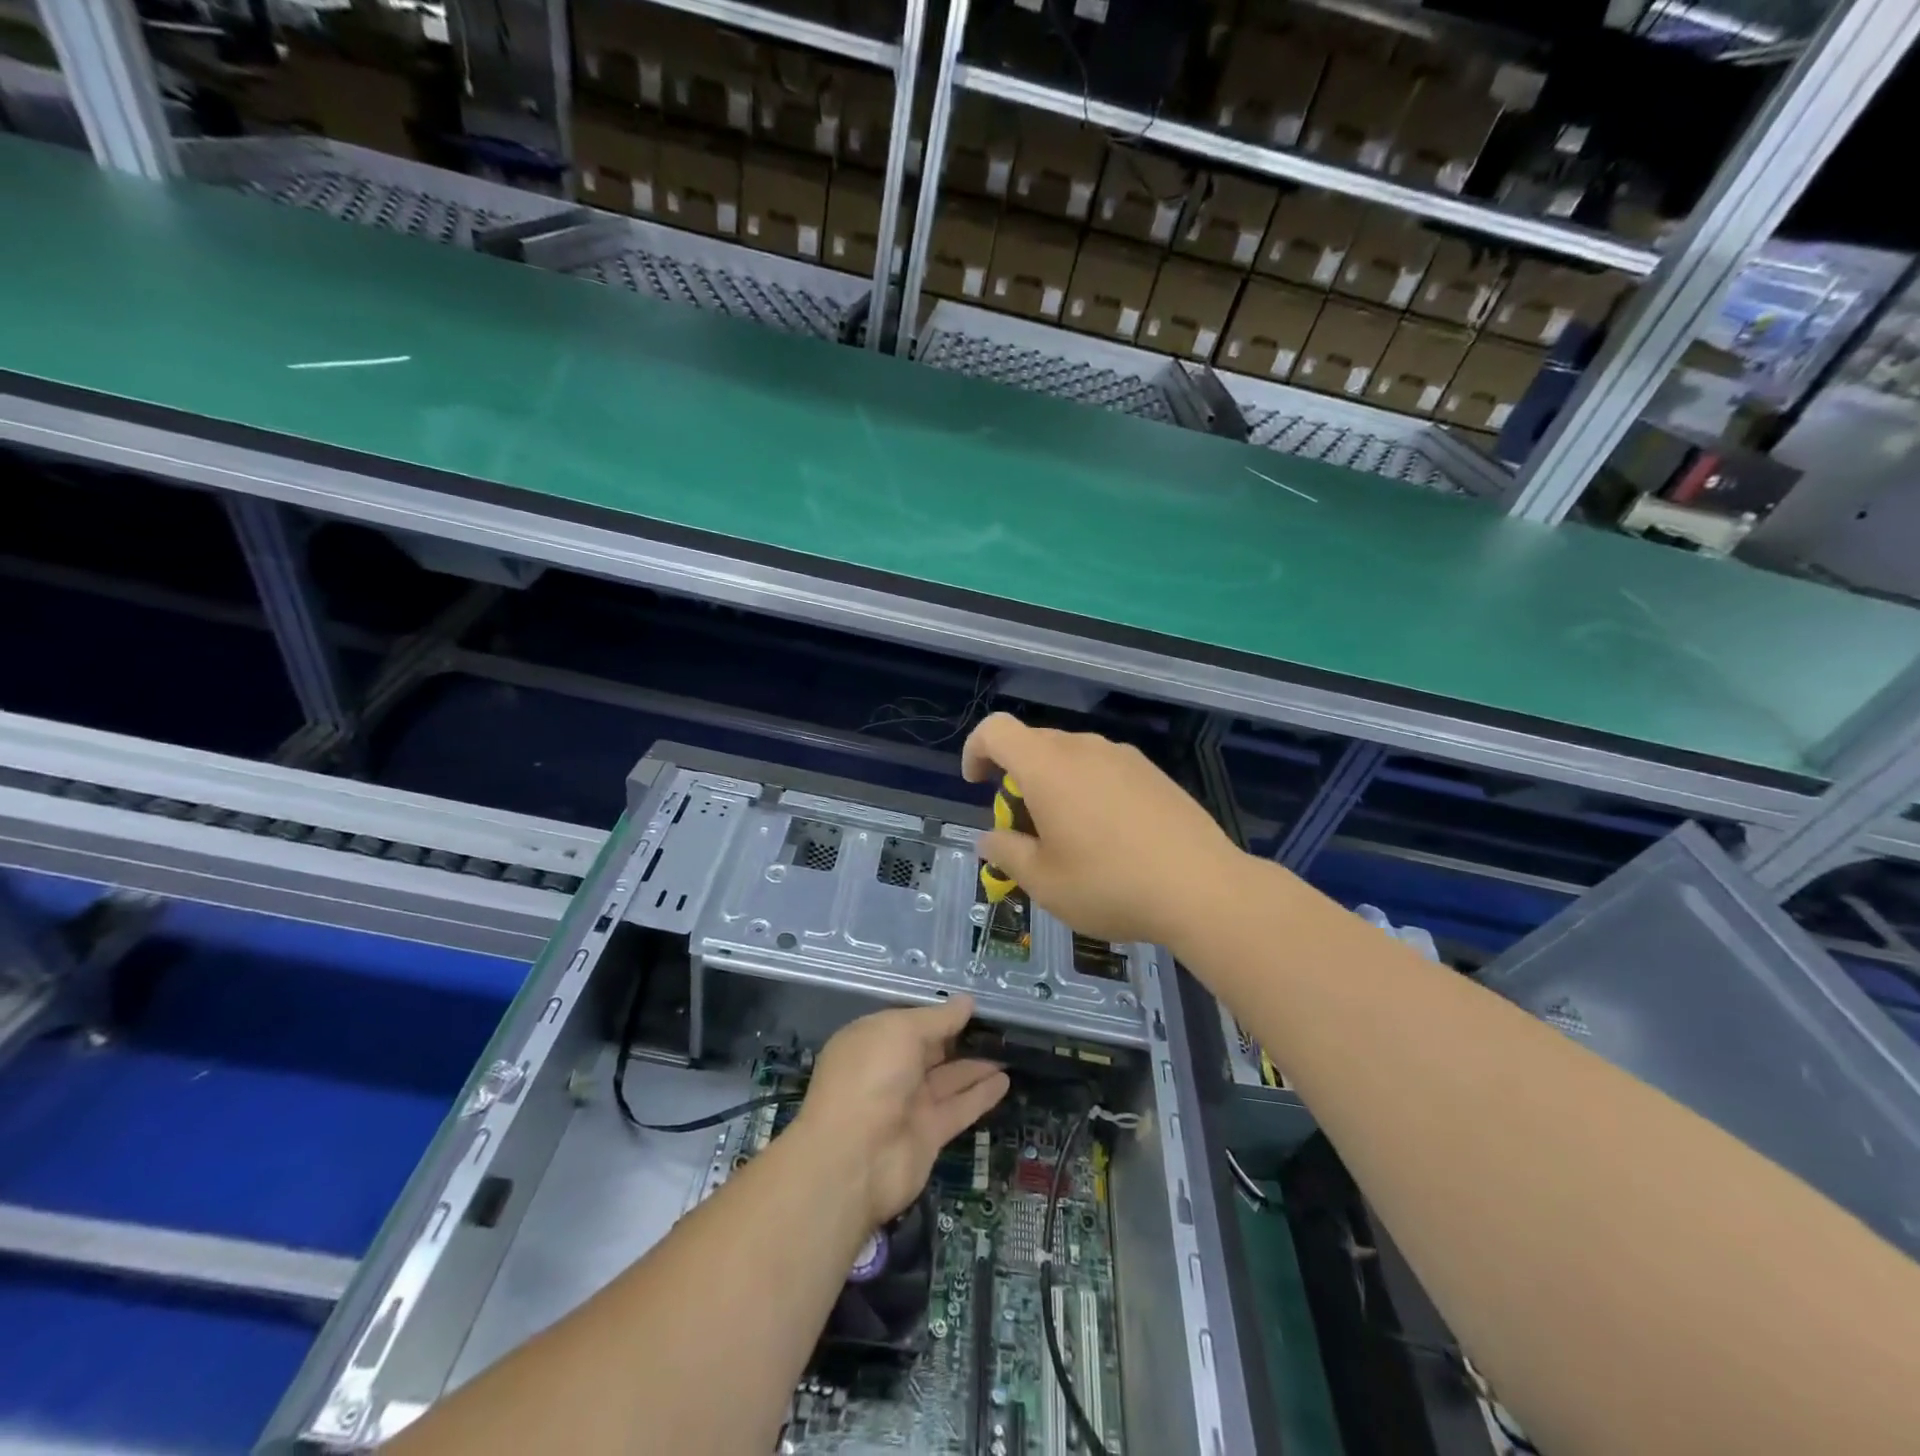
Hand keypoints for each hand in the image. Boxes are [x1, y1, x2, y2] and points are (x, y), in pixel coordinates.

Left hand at [794, 995, 1008, 1225]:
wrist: (854, 1160)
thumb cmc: (871, 1077)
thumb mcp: (902, 1032)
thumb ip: (938, 1018)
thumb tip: (966, 1002)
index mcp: (872, 1040)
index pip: (910, 1022)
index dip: (940, 1013)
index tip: (973, 1004)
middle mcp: (889, 1071)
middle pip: (931, 1050)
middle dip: (961, 1037)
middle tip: (1000, 1024)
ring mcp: (908, 1104)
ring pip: (948, 1078)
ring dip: (977, 1065)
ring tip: (1011, 1048)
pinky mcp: (928, 1134)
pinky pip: (958, 1107)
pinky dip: (981, 1094)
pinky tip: (1005, 1080)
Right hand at [962, 713, 1246, 948]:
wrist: (1202, 888)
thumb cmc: (1109, 884)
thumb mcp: (1043, 882)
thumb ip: (1006, 853)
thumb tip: (989, 839)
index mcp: (1047, 766)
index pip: (996, 730)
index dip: (976, 751)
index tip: (978, 785)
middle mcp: (1083, 748)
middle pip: (1034, 745)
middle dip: (1017, 780)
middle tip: (1026, 830)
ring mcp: (1123, 756)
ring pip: (1071, 757)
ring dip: (1055, 786)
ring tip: (1070, 838)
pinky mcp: (1153, 773)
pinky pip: (1104, 769)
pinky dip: (1089, 790)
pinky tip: (1110, 836)